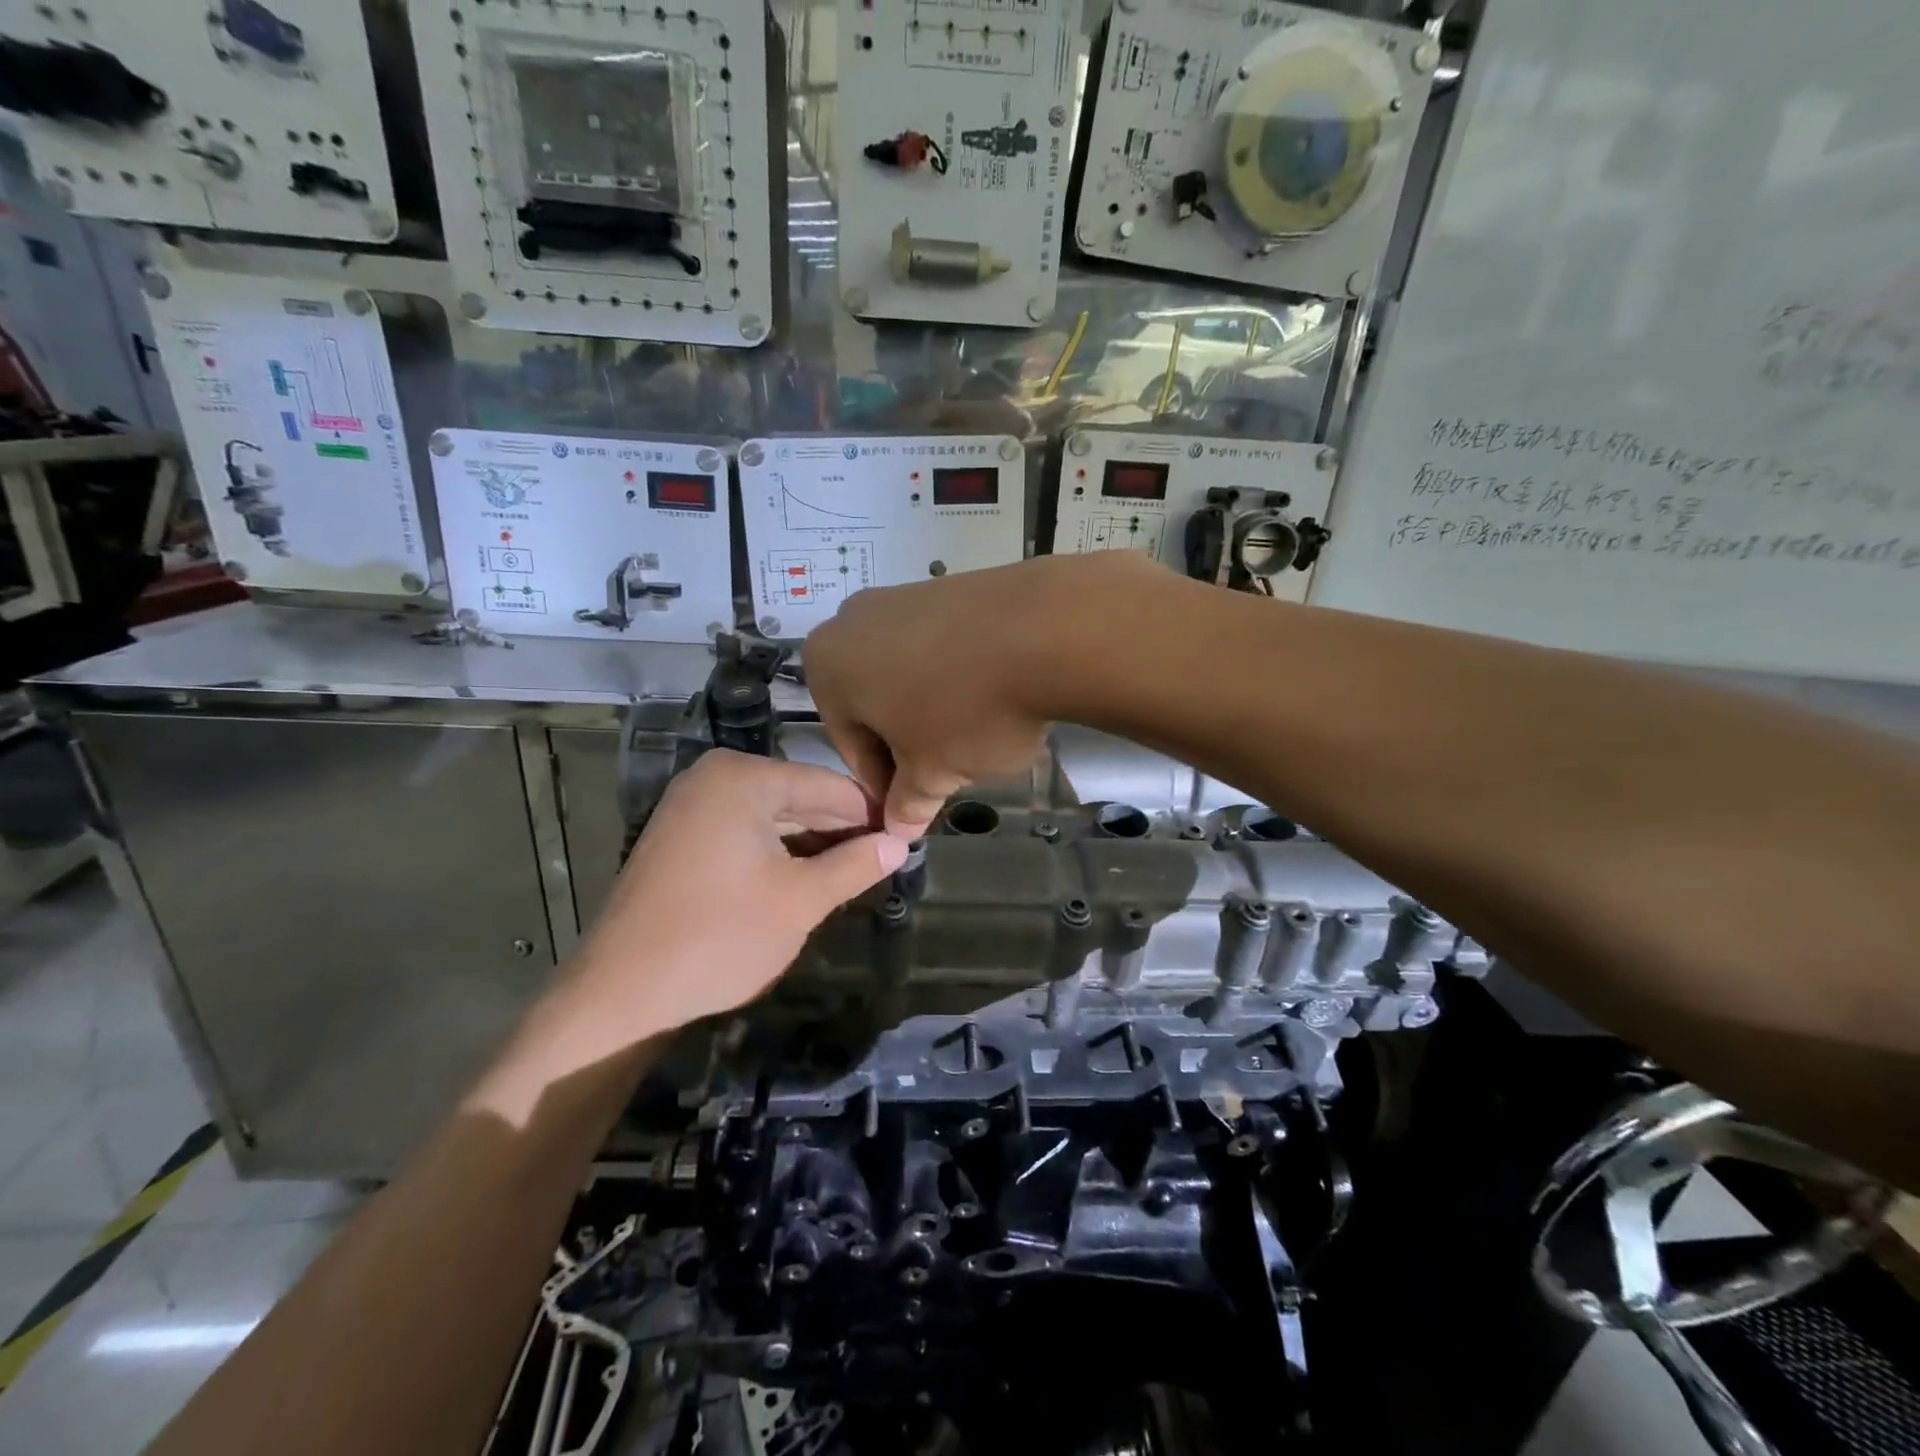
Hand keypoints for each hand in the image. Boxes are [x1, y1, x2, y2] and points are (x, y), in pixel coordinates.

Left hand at [569, 751, 909, 1036]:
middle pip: (801, 797)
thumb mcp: (801, 900)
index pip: (830, 786)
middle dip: (844, 829)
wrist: (621, 994)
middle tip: (891, 856)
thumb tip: (901, 844)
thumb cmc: (720, 938)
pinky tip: (813, 875)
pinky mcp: (681, 838)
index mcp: (743, 778)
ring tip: (861, 869)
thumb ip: (855, 865)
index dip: (872, 814)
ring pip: (775, 817)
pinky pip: (747, 833)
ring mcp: (692, 807)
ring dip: (815, 844)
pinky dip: (781, 853)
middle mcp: (714, 778)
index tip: (911, 835)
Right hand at [806, 552, 1166, 835]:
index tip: (912, 807)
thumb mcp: (932, 773)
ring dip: (933, 711)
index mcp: (827, 664)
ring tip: (976, 737)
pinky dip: (958, 676)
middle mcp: (853, 620)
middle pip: (875, 703)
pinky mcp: (952, 586)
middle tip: (946, 774)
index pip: (849, 744)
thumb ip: (908, 803)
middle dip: (907, 743)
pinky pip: (942, 646)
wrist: (1045, 631)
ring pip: (909, 674)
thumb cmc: (966, 710)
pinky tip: (992, 697)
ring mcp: (904, 595)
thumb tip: (899, 827)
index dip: (883, 784)